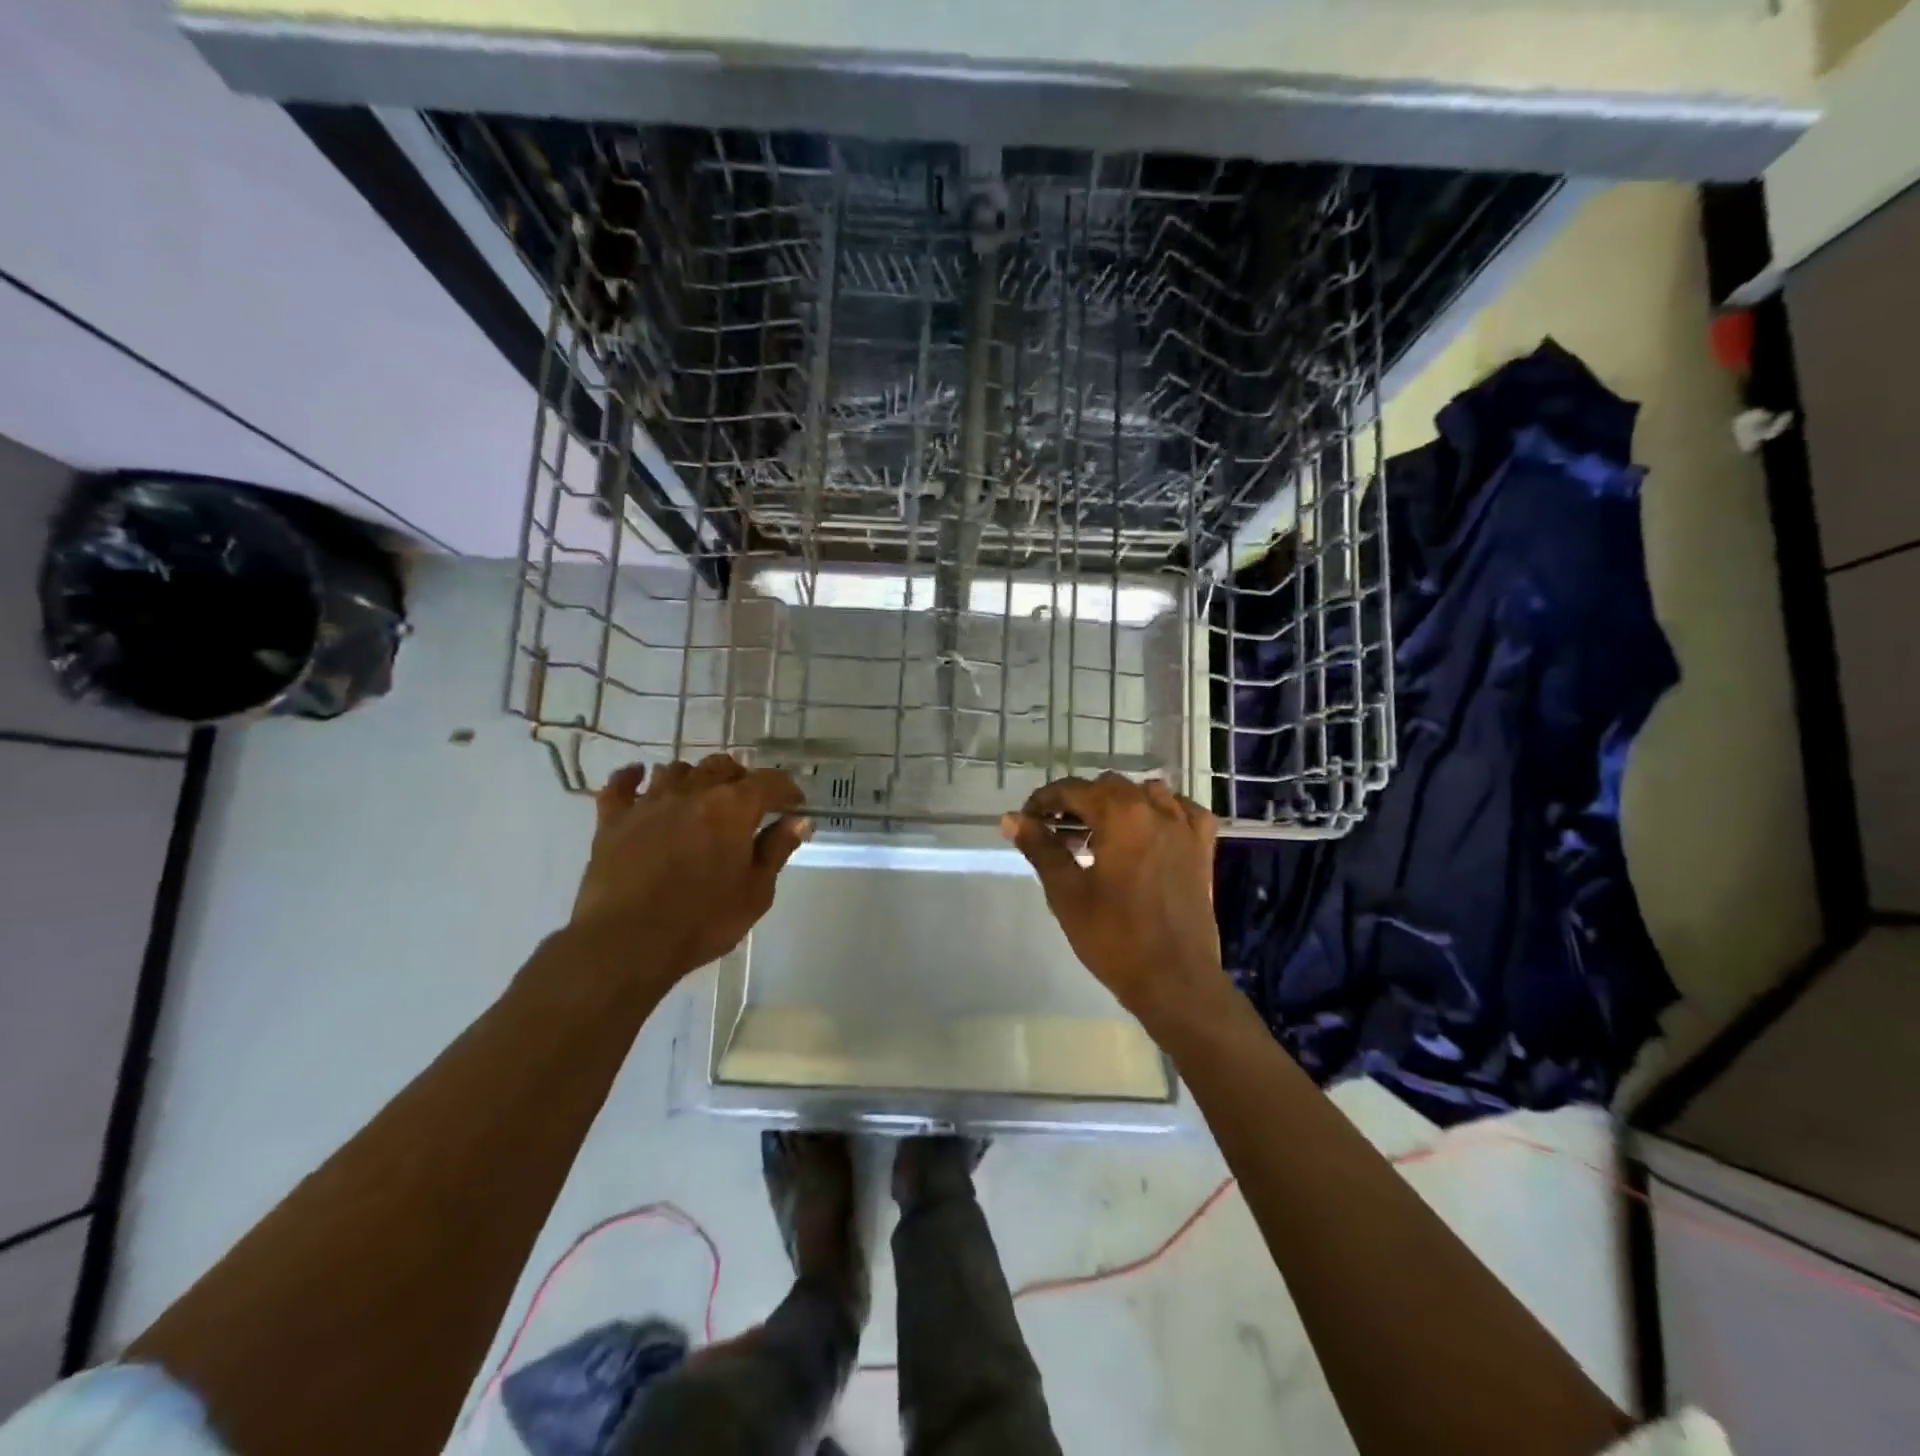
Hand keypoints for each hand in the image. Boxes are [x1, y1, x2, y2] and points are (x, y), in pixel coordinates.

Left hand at [571, 755, 810, 982]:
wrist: (628, 942)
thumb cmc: (703, 920)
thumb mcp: (756, 892)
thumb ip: (776, 850)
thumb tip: (798, 821)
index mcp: (733, 807)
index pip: (769, 782)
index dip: (787, 790)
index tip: (794, 805)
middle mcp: (693, 792)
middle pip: (721, 767)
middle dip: (740, 778)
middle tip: (748, 802)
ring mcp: (649, 802)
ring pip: (676, 770)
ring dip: (694, 778)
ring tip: (700, 796)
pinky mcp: (613, 819)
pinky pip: (620, 785)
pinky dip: (631, 777)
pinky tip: (638, 775)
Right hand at [1001, 773, 1230, 1030]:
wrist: (1174, 980)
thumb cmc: (1114, 937)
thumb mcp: (1067, 893)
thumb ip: (1040, 848)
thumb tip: (1011, 819)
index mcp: (1121, 815)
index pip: (1074, 790)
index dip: (1044, 801)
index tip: (1027, 821)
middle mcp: (1156, 810)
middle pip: (1109, 787)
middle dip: (1078, 802)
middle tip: (1056, 832)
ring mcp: (1184, 828)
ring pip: (1146, 793)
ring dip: (1117, 804)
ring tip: (1097, 833)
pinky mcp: (1202, 850)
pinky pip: (1183, 812)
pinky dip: (1162, 811)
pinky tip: (1149, 829)